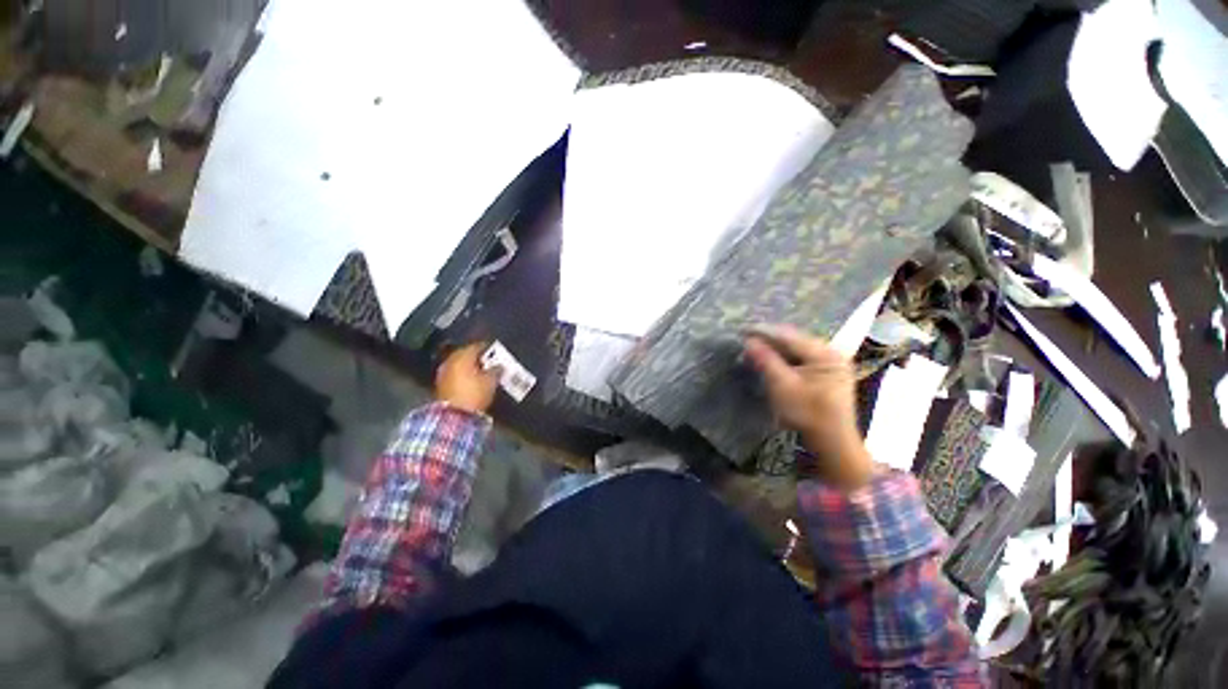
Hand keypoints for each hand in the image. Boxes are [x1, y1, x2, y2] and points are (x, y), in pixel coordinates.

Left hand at [435, 342, 499, 414]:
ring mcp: (443, 373)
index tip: (494, 350)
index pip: (476, 346)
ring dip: (468, 365)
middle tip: (488, 360)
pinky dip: (461, 374)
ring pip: (458, 364)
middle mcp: (450, 361)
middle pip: (465, 353)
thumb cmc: (475, 394)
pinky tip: (470, 379)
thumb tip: (499, 366)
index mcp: (462, 356)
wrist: (454, 416)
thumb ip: (496, 370)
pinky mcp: (440, 385)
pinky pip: (453, 374)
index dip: (487, 347)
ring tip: (480, 370)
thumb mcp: (491, 381)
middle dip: (475, 356)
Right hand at [745, 325, 874, 489]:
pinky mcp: (828, 373)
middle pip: (794, 340)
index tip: (743, 329)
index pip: (789, 336)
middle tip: (746, 340)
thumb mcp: (782, 386)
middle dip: (769, 340)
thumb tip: (748, 341)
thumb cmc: (808, 414)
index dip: (764, 332)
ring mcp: (832, 363)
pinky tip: (772, 359)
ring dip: (776, 349)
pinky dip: (785, 358)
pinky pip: (802, 358)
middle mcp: (832, 352)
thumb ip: (766, 361)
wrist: (833, 443)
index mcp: (825, 354)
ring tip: (755, 348)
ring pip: (797, 349)